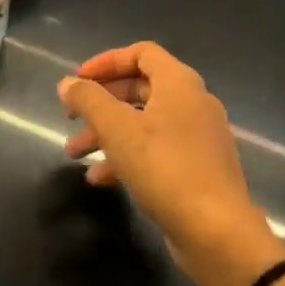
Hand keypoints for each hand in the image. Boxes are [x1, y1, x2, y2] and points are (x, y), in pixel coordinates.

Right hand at [59, 42, 284, 285]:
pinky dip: (127, 157)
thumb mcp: (117, 130)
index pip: (141, 53)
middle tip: (71, 116)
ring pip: (144, 123)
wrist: (217, 232)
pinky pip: (156, 151)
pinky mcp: (197, 169)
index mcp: (179, 84)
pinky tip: (100, 178)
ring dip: (107, 133)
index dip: (106, 61)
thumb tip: (67, 83)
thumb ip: (88, 100)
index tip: (77, 81)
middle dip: (101, 102)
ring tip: (73, 154)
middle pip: (140, 87)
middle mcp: (193, 103)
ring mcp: (198, 138)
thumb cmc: (165, 168)